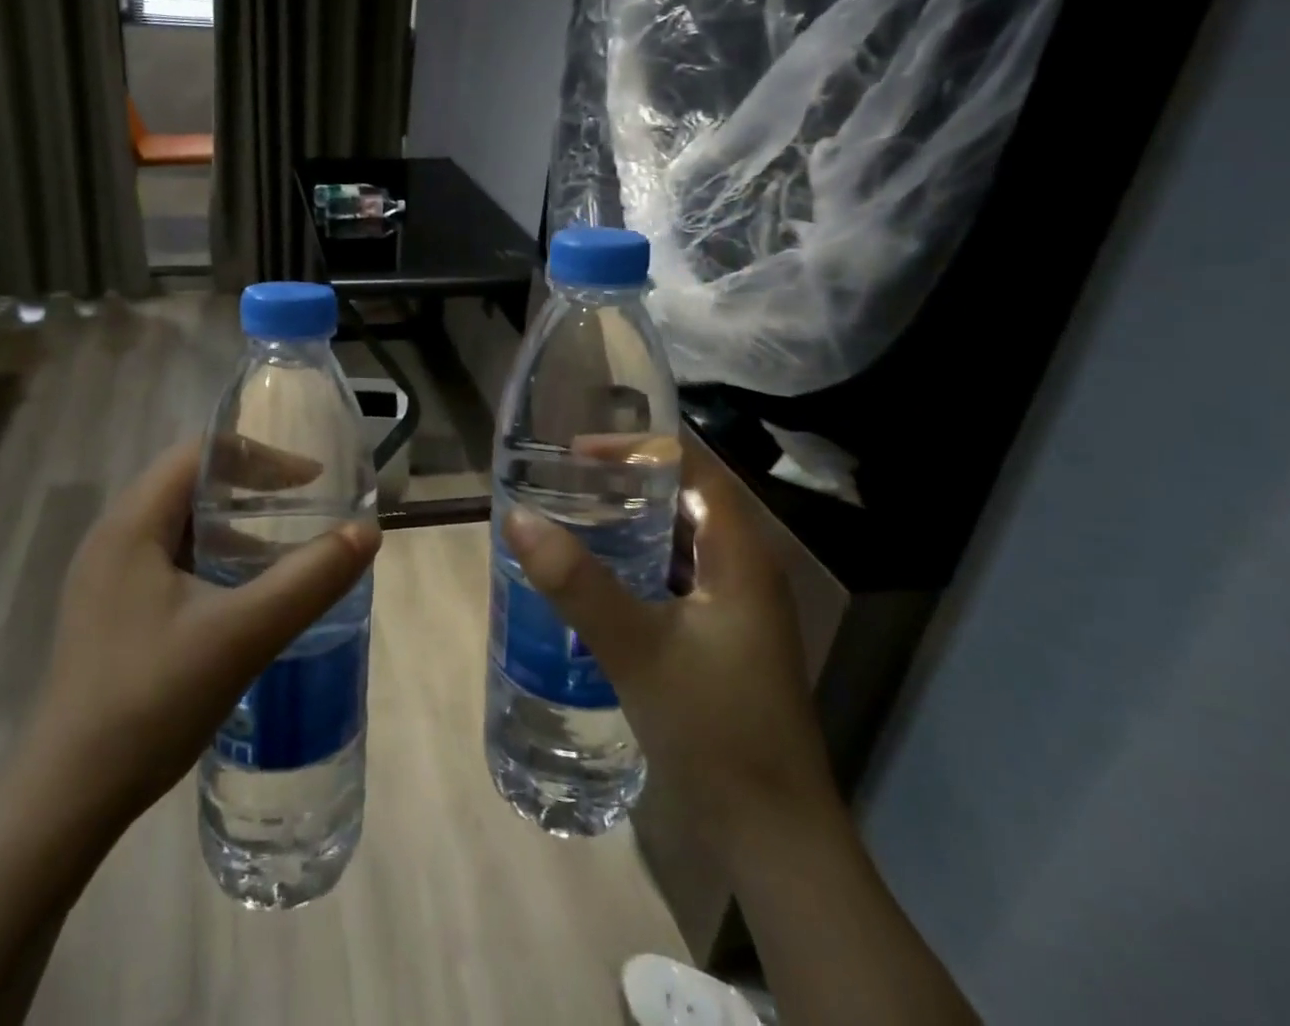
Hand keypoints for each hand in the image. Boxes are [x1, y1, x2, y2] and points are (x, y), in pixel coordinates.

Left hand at [7, 438, 380, 841]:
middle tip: (304, 506)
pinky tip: (241, 598)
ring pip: (180, 526)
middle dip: (251, 488)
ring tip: (282, 549)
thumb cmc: (152, 700)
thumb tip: (367, 532)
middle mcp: (113, 538)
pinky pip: (170, 562)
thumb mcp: (244, 634)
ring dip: (233, 527)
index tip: (312, 479)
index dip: (260, 457)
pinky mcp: (110, 613)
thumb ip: (310, 579)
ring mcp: (106, 578)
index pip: (200, 454)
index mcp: (131, 524)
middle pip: (189, 484)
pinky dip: (213, 560)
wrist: (67, 799)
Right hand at [504, 443, 836, 861]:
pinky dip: (632, 567)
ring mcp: (733, 610)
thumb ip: (577, 582)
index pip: (693, 469)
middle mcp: (743, 572)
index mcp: (740, 557)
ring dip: (627, 526)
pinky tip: (591, 581)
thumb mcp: (638, 649)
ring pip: (676, 544)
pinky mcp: (718, 642)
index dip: (639, 448)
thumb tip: (518, 518)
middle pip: (683, 502)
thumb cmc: (715, 731)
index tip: (578, 452)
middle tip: (562, 480)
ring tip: (568, 517)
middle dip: (625, 484)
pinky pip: (671, 581)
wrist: (772, 840)